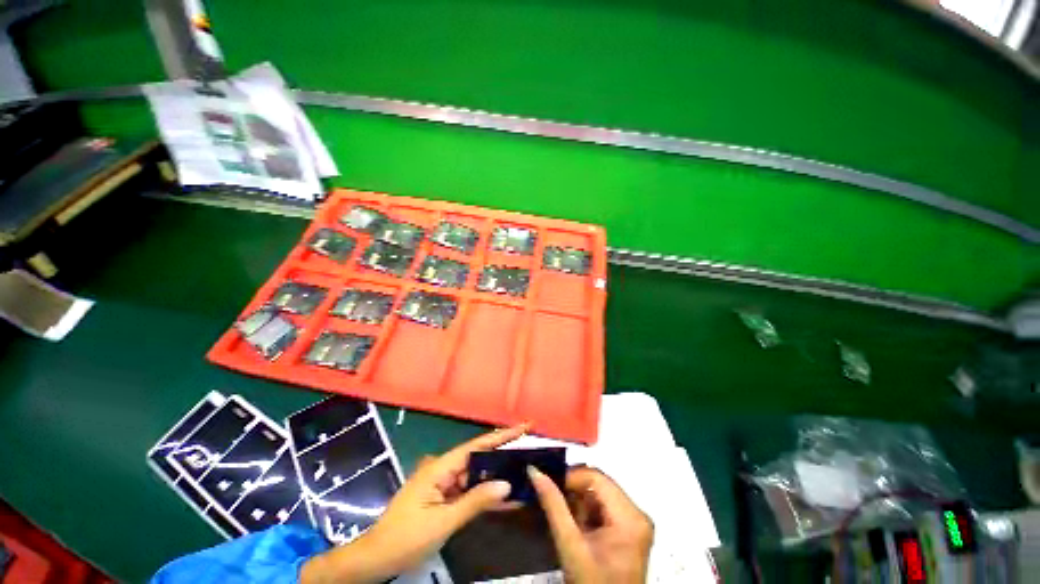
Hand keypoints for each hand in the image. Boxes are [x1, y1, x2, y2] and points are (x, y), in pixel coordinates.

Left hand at [300, 424, 527, 583]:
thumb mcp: (442, 522)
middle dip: (503, 453)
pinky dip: (486, 492)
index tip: (523, 427)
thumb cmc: (405, 538)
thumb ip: (475, 501)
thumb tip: (506, 484)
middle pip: (479, 457)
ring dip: (497, 474)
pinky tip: (505, 495)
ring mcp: (443, 483)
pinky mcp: (444, 497)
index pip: (477, 446)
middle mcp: (444, 469)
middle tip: (530, 449)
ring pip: (476, 474)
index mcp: (440, 467)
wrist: (376, 559)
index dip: (501, 436)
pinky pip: (469, 490)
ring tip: (523, 469)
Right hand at [529, 466, 653, 583]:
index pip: (596, 477)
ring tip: (565, 518)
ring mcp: (636, 522)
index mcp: (629, 517)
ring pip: (600, 493)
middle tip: (553, 501)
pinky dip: (587, 511)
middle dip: (574, 490)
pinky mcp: (631, 529)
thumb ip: (553, 506)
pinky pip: (605, 507)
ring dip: (579, 501)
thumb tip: (535, 471)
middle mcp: (638, 513)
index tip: (548, 485)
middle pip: (600, 483)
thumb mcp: (570, 547)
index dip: (570, 477)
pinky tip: (578, 527)